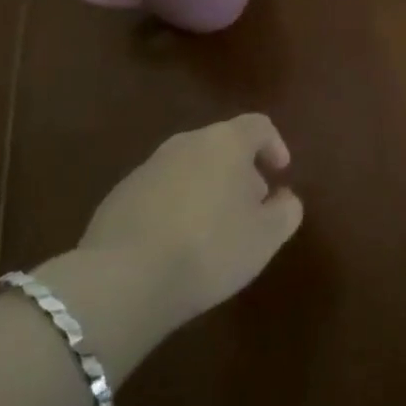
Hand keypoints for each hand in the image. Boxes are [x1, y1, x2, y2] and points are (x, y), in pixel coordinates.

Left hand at [75, 114, 303, 332]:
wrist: (123, 279)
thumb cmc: (209, 249)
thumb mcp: (265, 237)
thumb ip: (285, 211)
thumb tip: (284, 198)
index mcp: (224, 142)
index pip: (258, 126)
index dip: (274, 145)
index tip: (280, 173)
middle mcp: (185, 143)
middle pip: (222, 145)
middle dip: (240, 171)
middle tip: (250, 207)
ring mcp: (148, 167)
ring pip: (189, 167)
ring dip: (207, 189)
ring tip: (213, 230)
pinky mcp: (120, 194)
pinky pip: (161, 190)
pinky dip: (176, 206)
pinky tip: (176, 244)